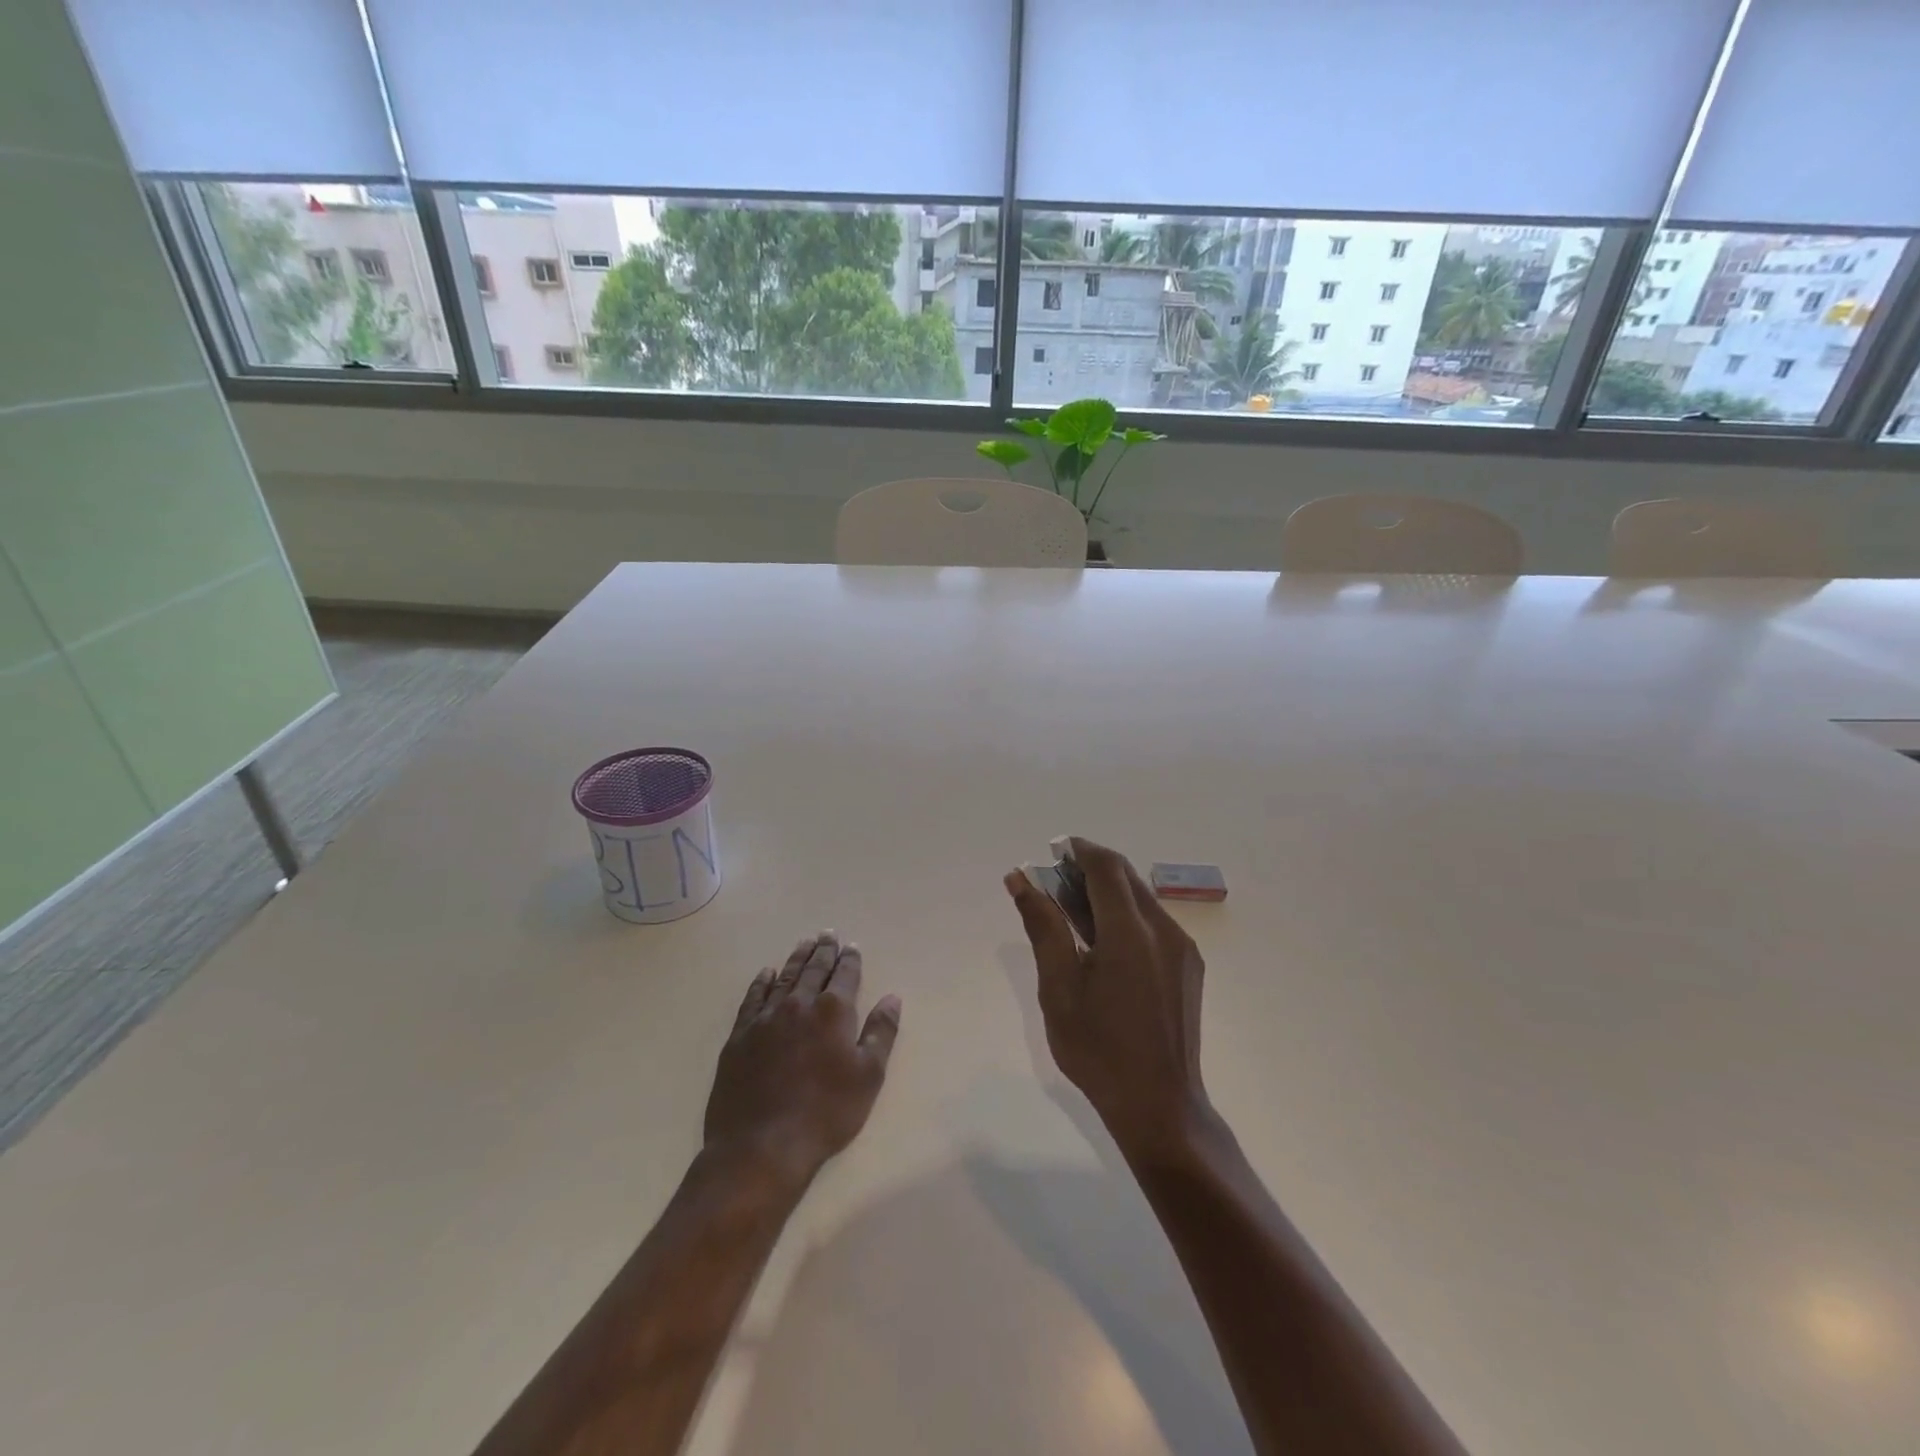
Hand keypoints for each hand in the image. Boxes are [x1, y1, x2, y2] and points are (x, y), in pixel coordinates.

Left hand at [703, 933, 901, 1189]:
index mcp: (833, 1012)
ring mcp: (766, 1018)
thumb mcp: (868, 1077)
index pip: (845, 975)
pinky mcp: (740, 1035)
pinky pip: (753, 997)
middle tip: (827, 933)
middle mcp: (799, 1004)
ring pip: (785, 977)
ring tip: (804, 943)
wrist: (761, 1146)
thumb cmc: (825, 1114)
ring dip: (797, 959)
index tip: (851, 946)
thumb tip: (892, 998)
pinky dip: (762, 982)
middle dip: (823, 950)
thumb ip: (881, 1032)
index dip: (850, 959)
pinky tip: (767, 974)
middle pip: (814, 969)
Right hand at [1006, 839, 1210, 1161]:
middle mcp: (1164, 929)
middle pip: (1126, 877)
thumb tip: (1020, 879)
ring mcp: (1182, 948)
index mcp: (1130, 932)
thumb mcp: (1058, 988)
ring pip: (1141, 899)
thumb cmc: (1098, 1050)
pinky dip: (1125, 916)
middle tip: (1054, 881)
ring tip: (1071, 911)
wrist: (1160, 1106)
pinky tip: (1102, 942)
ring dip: (1107, 892)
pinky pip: (1154, 923)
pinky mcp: (1189, 967)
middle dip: (1090, 868)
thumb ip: (1043, 927)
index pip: (1106, 866)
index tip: (1052, 851)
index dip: (1079, 849)